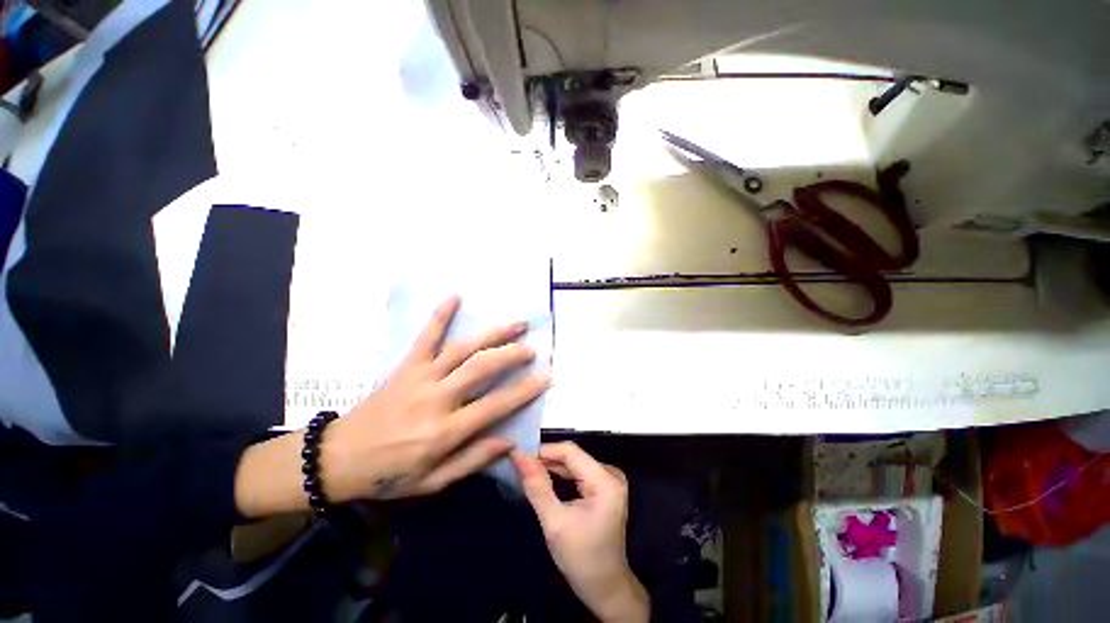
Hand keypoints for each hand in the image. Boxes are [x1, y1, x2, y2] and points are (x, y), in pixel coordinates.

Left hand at [321, 295, 549, 500]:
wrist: (337, 458)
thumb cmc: (388, 474)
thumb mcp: (432, 482)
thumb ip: (472, 460)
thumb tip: (509, 441)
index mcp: (444, 431)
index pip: (495, 405)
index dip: (524, 390)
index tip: (546, 377)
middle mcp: (436, 398)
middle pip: (482, 368)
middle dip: (512, 355)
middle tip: (532, 348)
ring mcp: (420, 377)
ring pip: (463, 349)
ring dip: (492, 334)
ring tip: (516, 324)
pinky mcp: (406, 366)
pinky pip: (426, 336)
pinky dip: (441, 315)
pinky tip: (456, 296)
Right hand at [512, 442, 648, 622]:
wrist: (605, 589)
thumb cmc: (581, 559)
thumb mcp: (554, 523)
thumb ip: (537, 486)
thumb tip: (518, 456)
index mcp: (605, 481)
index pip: (570, 451)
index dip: (544, 450)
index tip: (519, 456)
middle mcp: (610, 474)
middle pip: (572, 457)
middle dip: (546, 460)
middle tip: (519, 466)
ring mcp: (609, 480)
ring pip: (574, 464)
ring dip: (551, 468)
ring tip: (527, 472)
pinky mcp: (604, 488)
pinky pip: (578, 473)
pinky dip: (560, 476)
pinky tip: (543, 481)